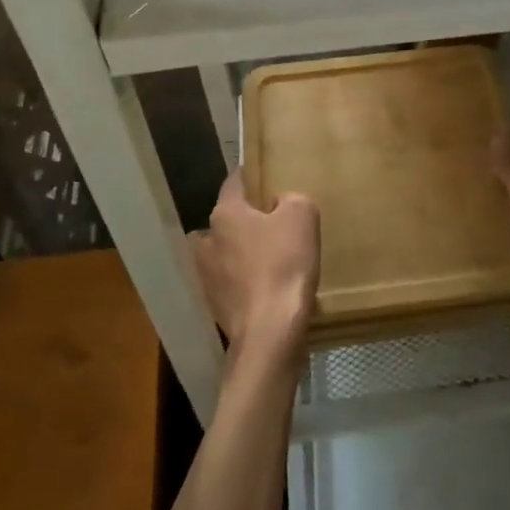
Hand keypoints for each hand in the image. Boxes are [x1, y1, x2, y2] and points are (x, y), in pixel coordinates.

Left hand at [193, 170, 319, 364]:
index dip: (251, 176)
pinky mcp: (215, 305)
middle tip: (275, 222)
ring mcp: (206, 276)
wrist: (270, 333)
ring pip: (226, 252)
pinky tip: (268, 287)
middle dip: (247, 219)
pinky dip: (246, 282)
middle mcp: (207, 241)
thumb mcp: (302, 215)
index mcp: (225, 213)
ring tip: (271, 258)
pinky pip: (232, 282)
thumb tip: (279, 204)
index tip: (266, 176)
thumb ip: (291, 198)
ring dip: (243, 252)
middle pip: (228, 219)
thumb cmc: (284, 264)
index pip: (234, 182)